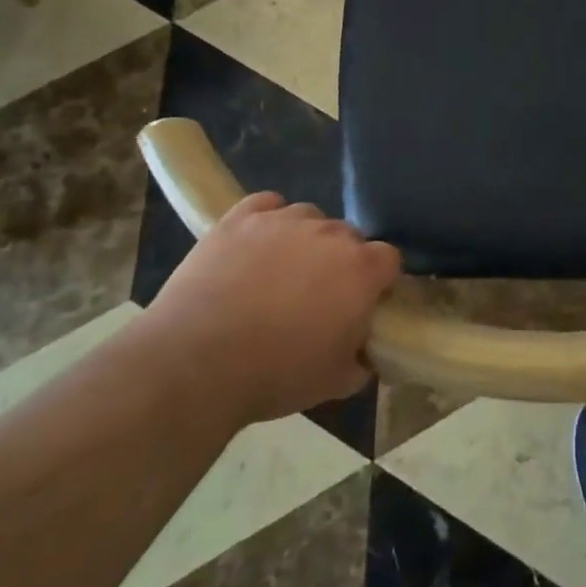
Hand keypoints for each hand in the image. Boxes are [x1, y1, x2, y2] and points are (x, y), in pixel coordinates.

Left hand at [147, 192, 400, 422]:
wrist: (196, 363)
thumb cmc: (276, 374)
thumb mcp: (335, 382)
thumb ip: (361, 360)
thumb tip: (365, 354)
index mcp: (362, 270)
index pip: (389, 259)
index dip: (378, 281)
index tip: (363, 304)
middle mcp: (330, 233)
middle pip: (348, 236)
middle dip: (340, 261)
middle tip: (318, 296)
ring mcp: (283, 220)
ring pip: (309, 217)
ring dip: (305, 239)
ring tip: (280, 272)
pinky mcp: (240, 217)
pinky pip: (267, 204)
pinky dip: (267, 220)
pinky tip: (256, 245)